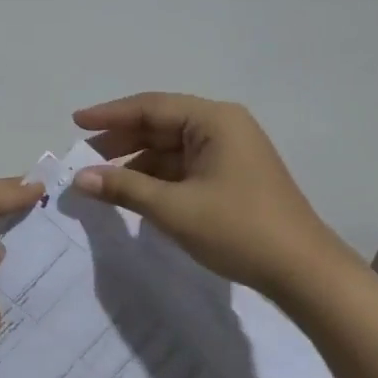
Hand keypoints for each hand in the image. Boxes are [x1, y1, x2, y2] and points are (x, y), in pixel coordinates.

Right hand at [70, 92, 345, 293]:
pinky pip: (184, 168)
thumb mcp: (174, 209)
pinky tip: (133, 194)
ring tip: (100, 180)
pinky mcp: (231, 177)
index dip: (109, 115)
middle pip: (160, 125)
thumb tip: (80, 179)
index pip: (151, 107)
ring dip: (136, 163)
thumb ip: (124, 188)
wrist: (302, 271)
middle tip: (83, 157)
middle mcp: (222, 128)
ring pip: (170, 149)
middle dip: (120, 140)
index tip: (75, 122)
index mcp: (213, 121)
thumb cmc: (238, 229)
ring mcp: (229, 153)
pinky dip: (156, 178)